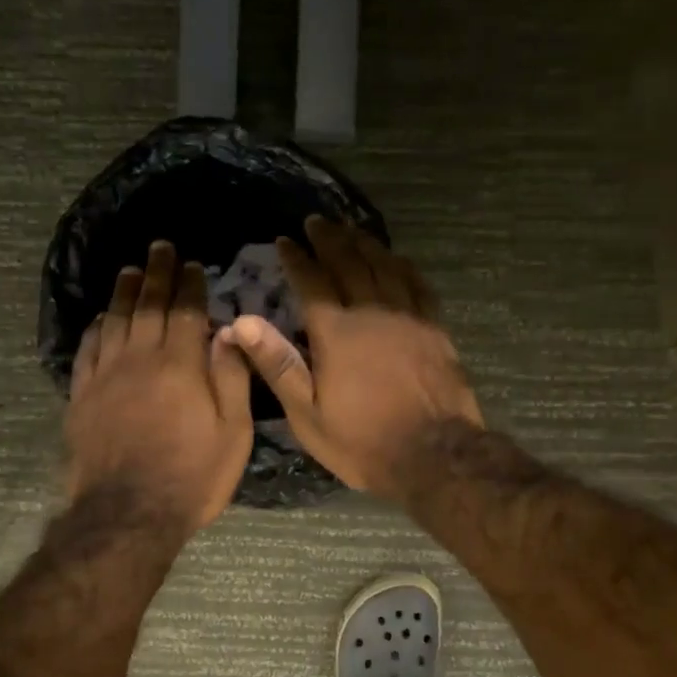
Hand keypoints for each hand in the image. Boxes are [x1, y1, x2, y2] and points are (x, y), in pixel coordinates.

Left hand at [66, 240, 254, 532]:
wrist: (128, 514)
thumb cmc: (193, 475)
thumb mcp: (233, 432)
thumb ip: (231, 376)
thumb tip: (230, 330)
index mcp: (180, 365)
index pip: (186, 311)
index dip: (190, 285)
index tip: (192, 265)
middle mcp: (139, 359)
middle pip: (147, 305)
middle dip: (156, 274)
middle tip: (159, 248)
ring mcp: (105, 376)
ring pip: (114, 320)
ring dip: (124, 292)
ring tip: (130, 270)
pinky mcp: (82, 396)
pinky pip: (88, 349)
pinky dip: (96, 327)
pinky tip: (101, 317)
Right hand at [220, 216, 482, 498]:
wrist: (434, 455)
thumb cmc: (363, 441)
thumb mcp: (308, 414)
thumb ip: (278, 364)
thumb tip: (242, 321)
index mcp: (336, 333)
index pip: (311, 282)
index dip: (297, 259)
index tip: (286, 240)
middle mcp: (372, 313)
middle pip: (348, 264)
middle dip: (329, 240)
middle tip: (316, 222)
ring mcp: (408, 317)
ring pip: (384, 267)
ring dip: (364, 244)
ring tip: (351, 229)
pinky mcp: (435, 329)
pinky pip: (417, 285)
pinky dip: (403, 266)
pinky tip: (396, 259)